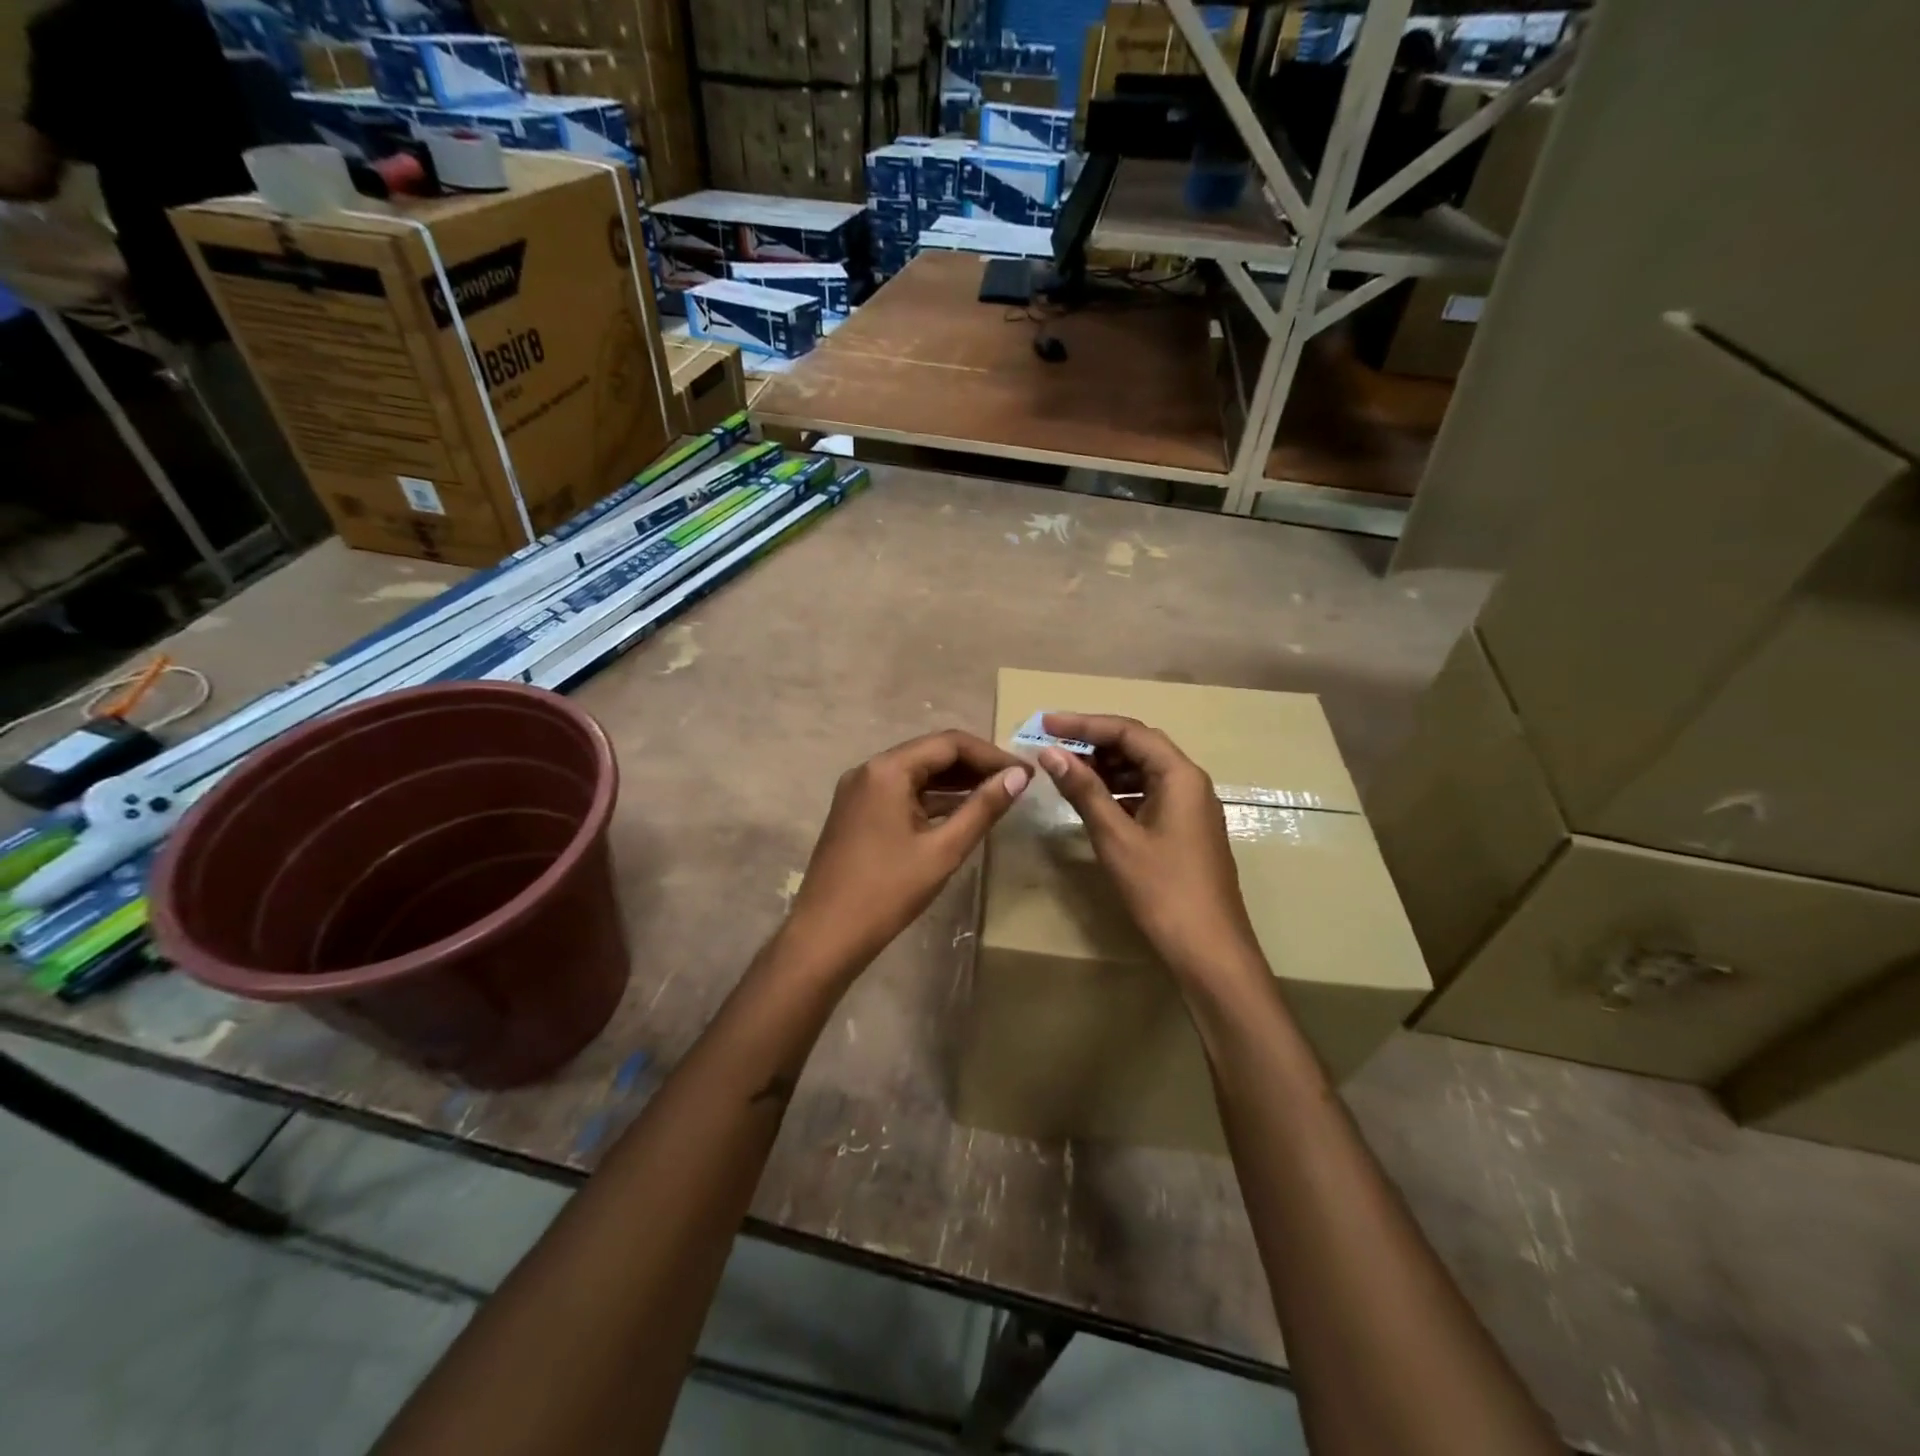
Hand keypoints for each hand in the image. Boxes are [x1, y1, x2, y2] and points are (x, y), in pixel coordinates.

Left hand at [786, 730, 1029, 973]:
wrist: (825, 935)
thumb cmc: (887, 892)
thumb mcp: (943, 850)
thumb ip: (983, 808)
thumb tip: (1019, 776)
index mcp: (887, 770)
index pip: (949, 744)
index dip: (991, 754)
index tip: (1024, 773)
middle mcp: (870, 770)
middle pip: (931, 754)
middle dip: (975, 766)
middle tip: (1015, 783)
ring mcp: (859, 791)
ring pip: (916, 773)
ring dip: (955, 782)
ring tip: (996, 796)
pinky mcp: (856, 812)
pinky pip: (901, 793)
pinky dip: (932, 799)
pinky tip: (960, 813)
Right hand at [1035, 713, 1261, 981]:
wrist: (1209, 950)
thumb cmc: (1162, 890)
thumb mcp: (1116, 837)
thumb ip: (1084, 791)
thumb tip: (1051, 753)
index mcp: (1180, 775)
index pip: (1129, 732)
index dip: (1084, 724)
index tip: (1046, 723)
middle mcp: (1190, 782)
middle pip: (1139, 746)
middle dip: (1094, 743)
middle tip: (1053, 747)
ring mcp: (1190, 807)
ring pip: (1143, 772)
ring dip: (1105, 768)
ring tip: (1066, 772)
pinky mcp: (1185, 830)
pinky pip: (1148, 795)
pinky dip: (1119, 793)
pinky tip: (1093, 803)